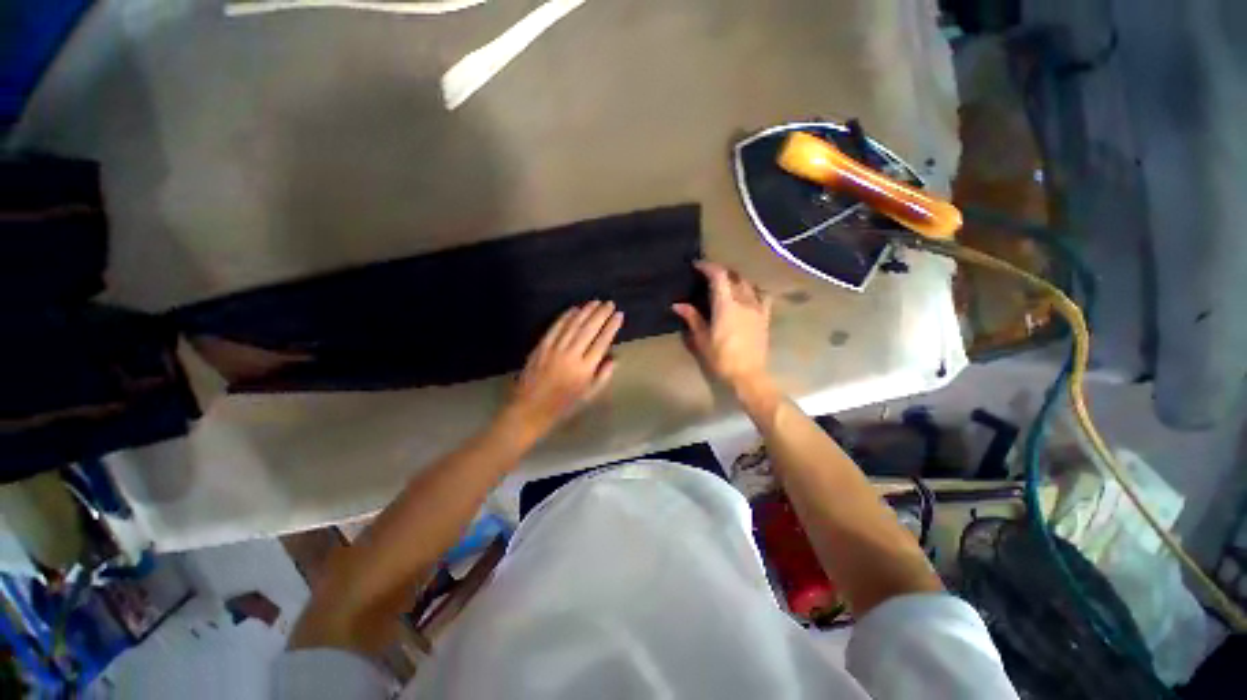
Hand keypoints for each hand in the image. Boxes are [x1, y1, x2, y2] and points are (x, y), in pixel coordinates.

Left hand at [500, 300, 622, 439]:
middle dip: (601, 314)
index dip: (611, 327)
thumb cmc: (563, 405)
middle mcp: (571, 355)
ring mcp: (554, 349)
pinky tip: (574, 309)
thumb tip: (614, 357)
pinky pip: (555, 328)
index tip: (619, 315)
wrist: (530, 409)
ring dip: (585, 311)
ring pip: (573, 325)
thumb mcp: (588, 396)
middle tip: (609, 303)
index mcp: (585, 369)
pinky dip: (565, 317)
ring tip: (596, 302)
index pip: (602, 342)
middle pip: (588, 329)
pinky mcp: (541, 347)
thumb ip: (603, 376)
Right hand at [672, 261, 771, 390]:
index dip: (708, 267)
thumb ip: (692, 318)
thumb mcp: (702, 339)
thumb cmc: (721, 358)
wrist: (748, 374)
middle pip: (734, 276)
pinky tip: (748, 294)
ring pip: (748, 283)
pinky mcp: (765, 317)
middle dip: (720, 271)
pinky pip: (762, 296)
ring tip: (726, 283)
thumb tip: (678, 305)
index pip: (718, 276)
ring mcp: (757, 308)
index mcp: (726, 305)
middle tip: (708, 275)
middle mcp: (743, 301)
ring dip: (736, 278)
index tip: (697, 265)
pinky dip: (754, 289)